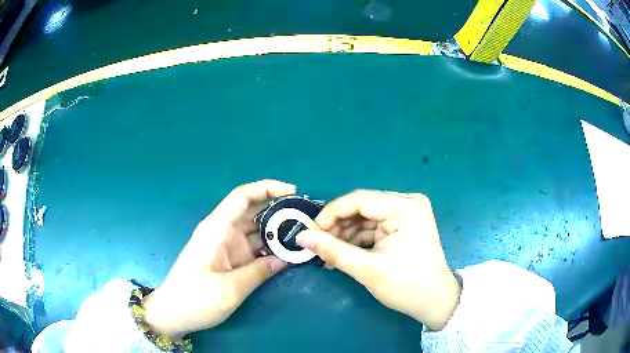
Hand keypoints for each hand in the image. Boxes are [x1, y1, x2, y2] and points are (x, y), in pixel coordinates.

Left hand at [142, 180, 294, 338]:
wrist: (173, 314)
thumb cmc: (196, 299)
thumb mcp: (230, 289)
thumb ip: (260, 272)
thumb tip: (286, 259)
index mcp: (216, 229)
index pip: (242, 196)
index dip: (267, 188)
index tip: (293, 192)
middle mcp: (222, 232)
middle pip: (252, 211)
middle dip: (278, 210)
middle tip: (305, 216)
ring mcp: (225, 247)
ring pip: (254, 231)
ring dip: (276, 232)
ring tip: (302, 235)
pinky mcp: (228, 260)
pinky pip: (252, 249)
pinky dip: (268, 249)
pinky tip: (286, 254)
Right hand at [296, 190, 460, 329]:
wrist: (434, 301)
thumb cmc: (406, 286)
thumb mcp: (367, 269)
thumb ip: (332, 250)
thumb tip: (301, 236)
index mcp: (405, 208)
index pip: (359, 199)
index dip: (330, 213)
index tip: (310, 232)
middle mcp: (408, 202)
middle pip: (362, 207)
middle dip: (338, 227)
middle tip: (319, 246)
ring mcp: (408, 212)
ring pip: (366, 217)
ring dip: (346, 234)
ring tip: (330, 255)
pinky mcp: (405, 223)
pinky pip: (374, 225)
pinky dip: (358, 239)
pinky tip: (345, 253)